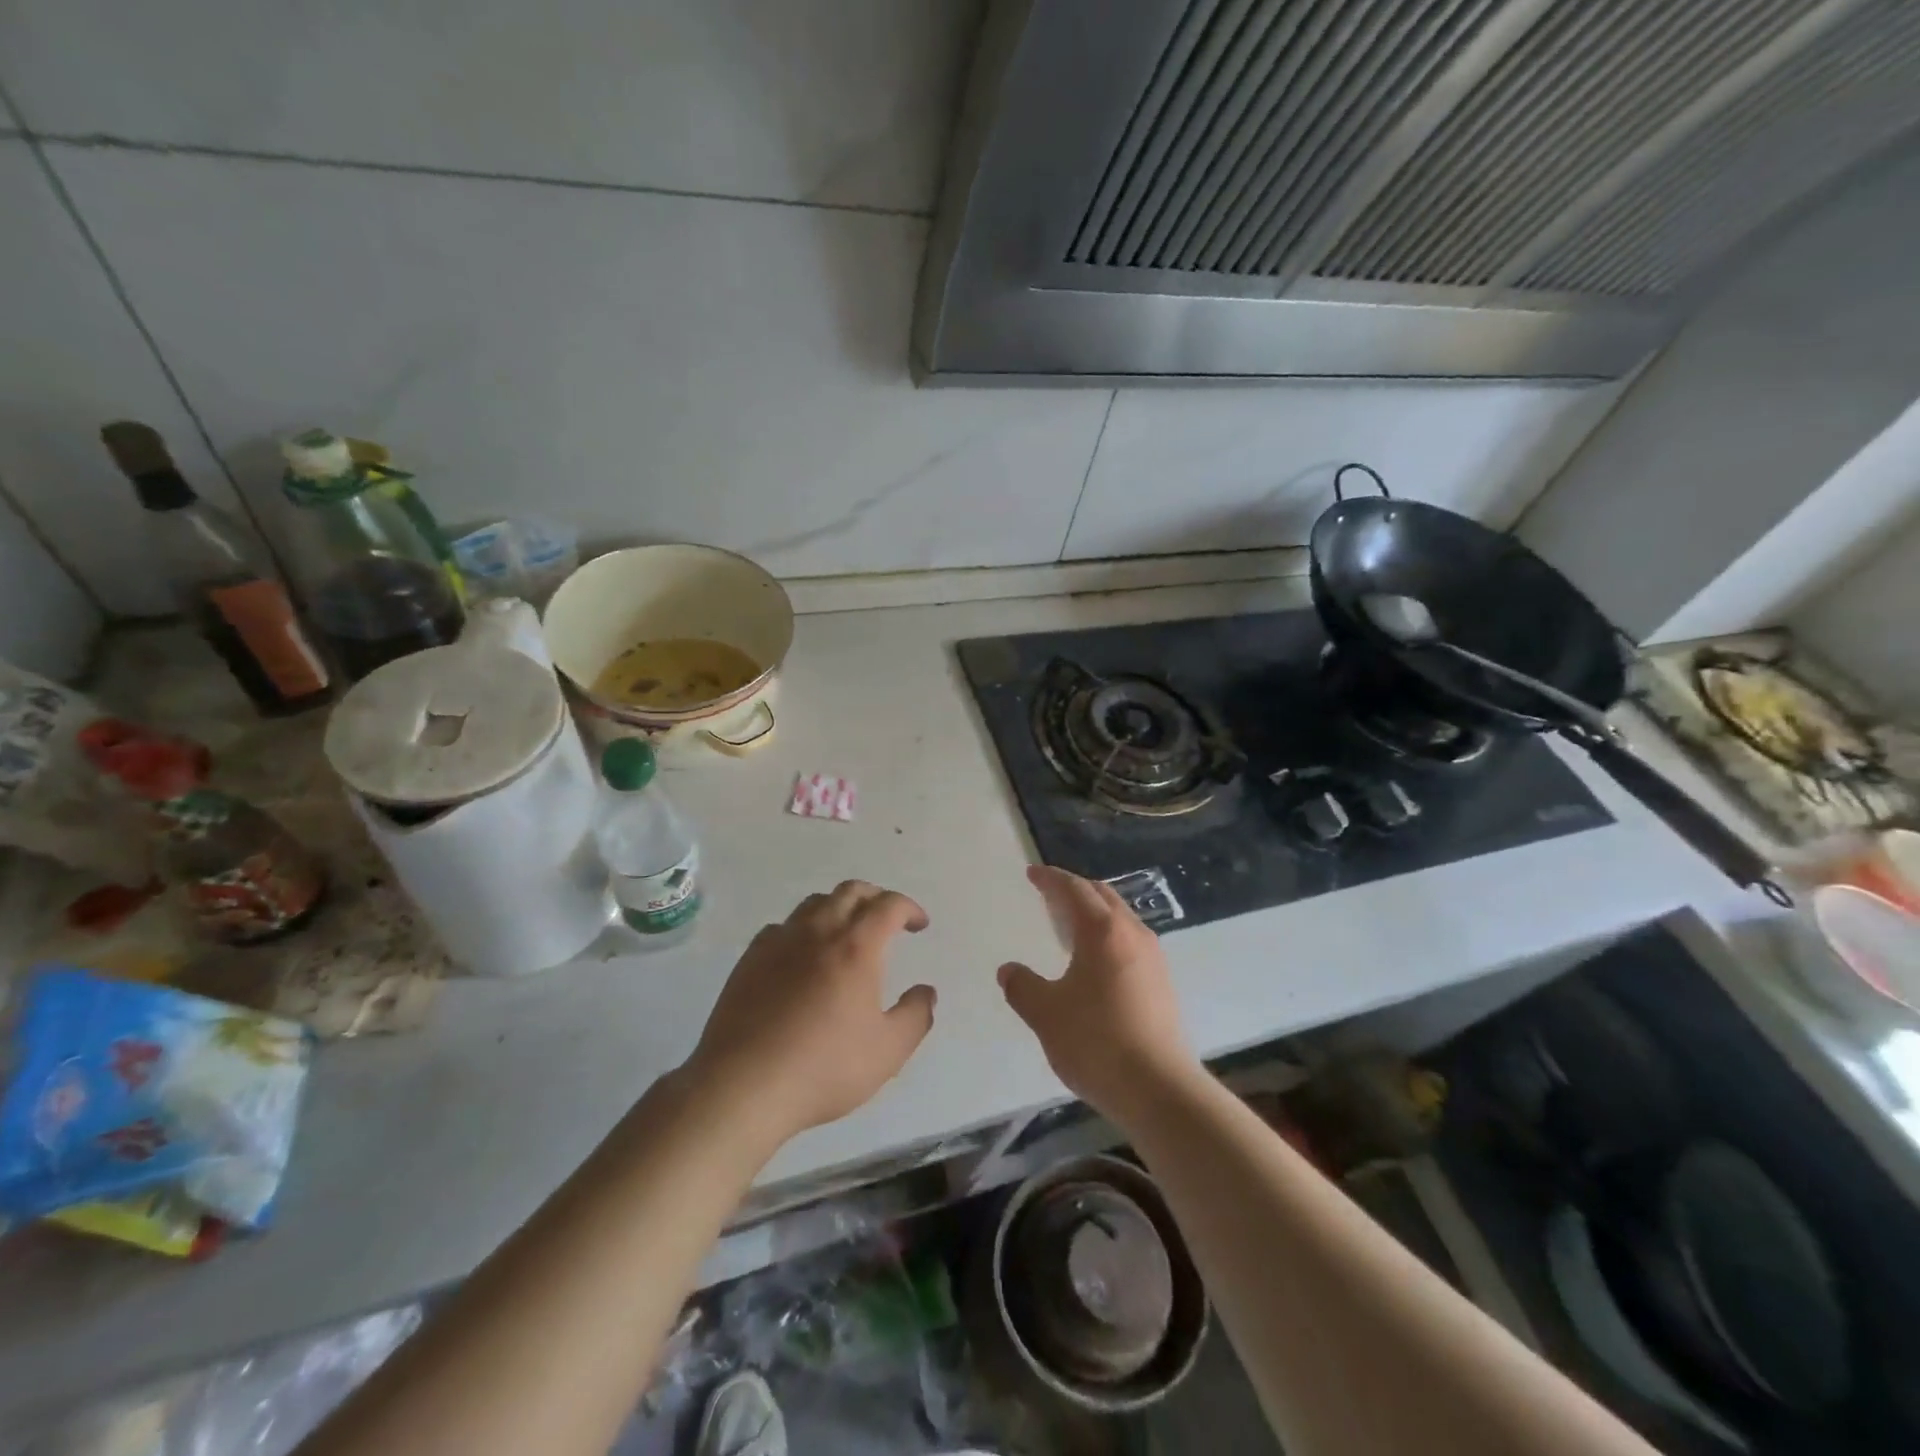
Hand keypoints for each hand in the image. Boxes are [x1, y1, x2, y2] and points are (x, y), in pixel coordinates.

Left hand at [684, 881, 935, 1144]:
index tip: (919, 925)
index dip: (909, 908)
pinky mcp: (750, 958)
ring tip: (846, 933)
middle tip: (887, 919)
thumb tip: (926, 992)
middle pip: (850, 891)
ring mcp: (779, 941)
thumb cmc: (824, 1068)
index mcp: (856, 947)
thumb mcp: (888, 1052)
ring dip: (838, 908)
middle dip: (875, 898)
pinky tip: (802, 956)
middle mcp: (818, 931)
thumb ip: (915, 1016)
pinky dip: (802, 929)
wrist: (743, 1085)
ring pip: (814, 903)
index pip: (888, 906)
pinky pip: (782, 927)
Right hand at [999, 865, 1199, 1125]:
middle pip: (1102, 896)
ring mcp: (1153, 958)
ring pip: (1120, 918)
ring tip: (1068, 926)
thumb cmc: (1096, 1042)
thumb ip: (1022, 987)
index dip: (1051, 879)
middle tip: (1049, 894)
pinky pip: (1130, 940)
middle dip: (1074, 889)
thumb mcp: (1046, 1014)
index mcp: (1103, 931)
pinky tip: (1094, 961)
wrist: (1159, 1089)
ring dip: (1094, 913)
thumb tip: (1008, 970)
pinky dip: (1108, 935)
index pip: (1075, 889)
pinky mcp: (1162, 982)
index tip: (1032, 874)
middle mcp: (1133, 934)